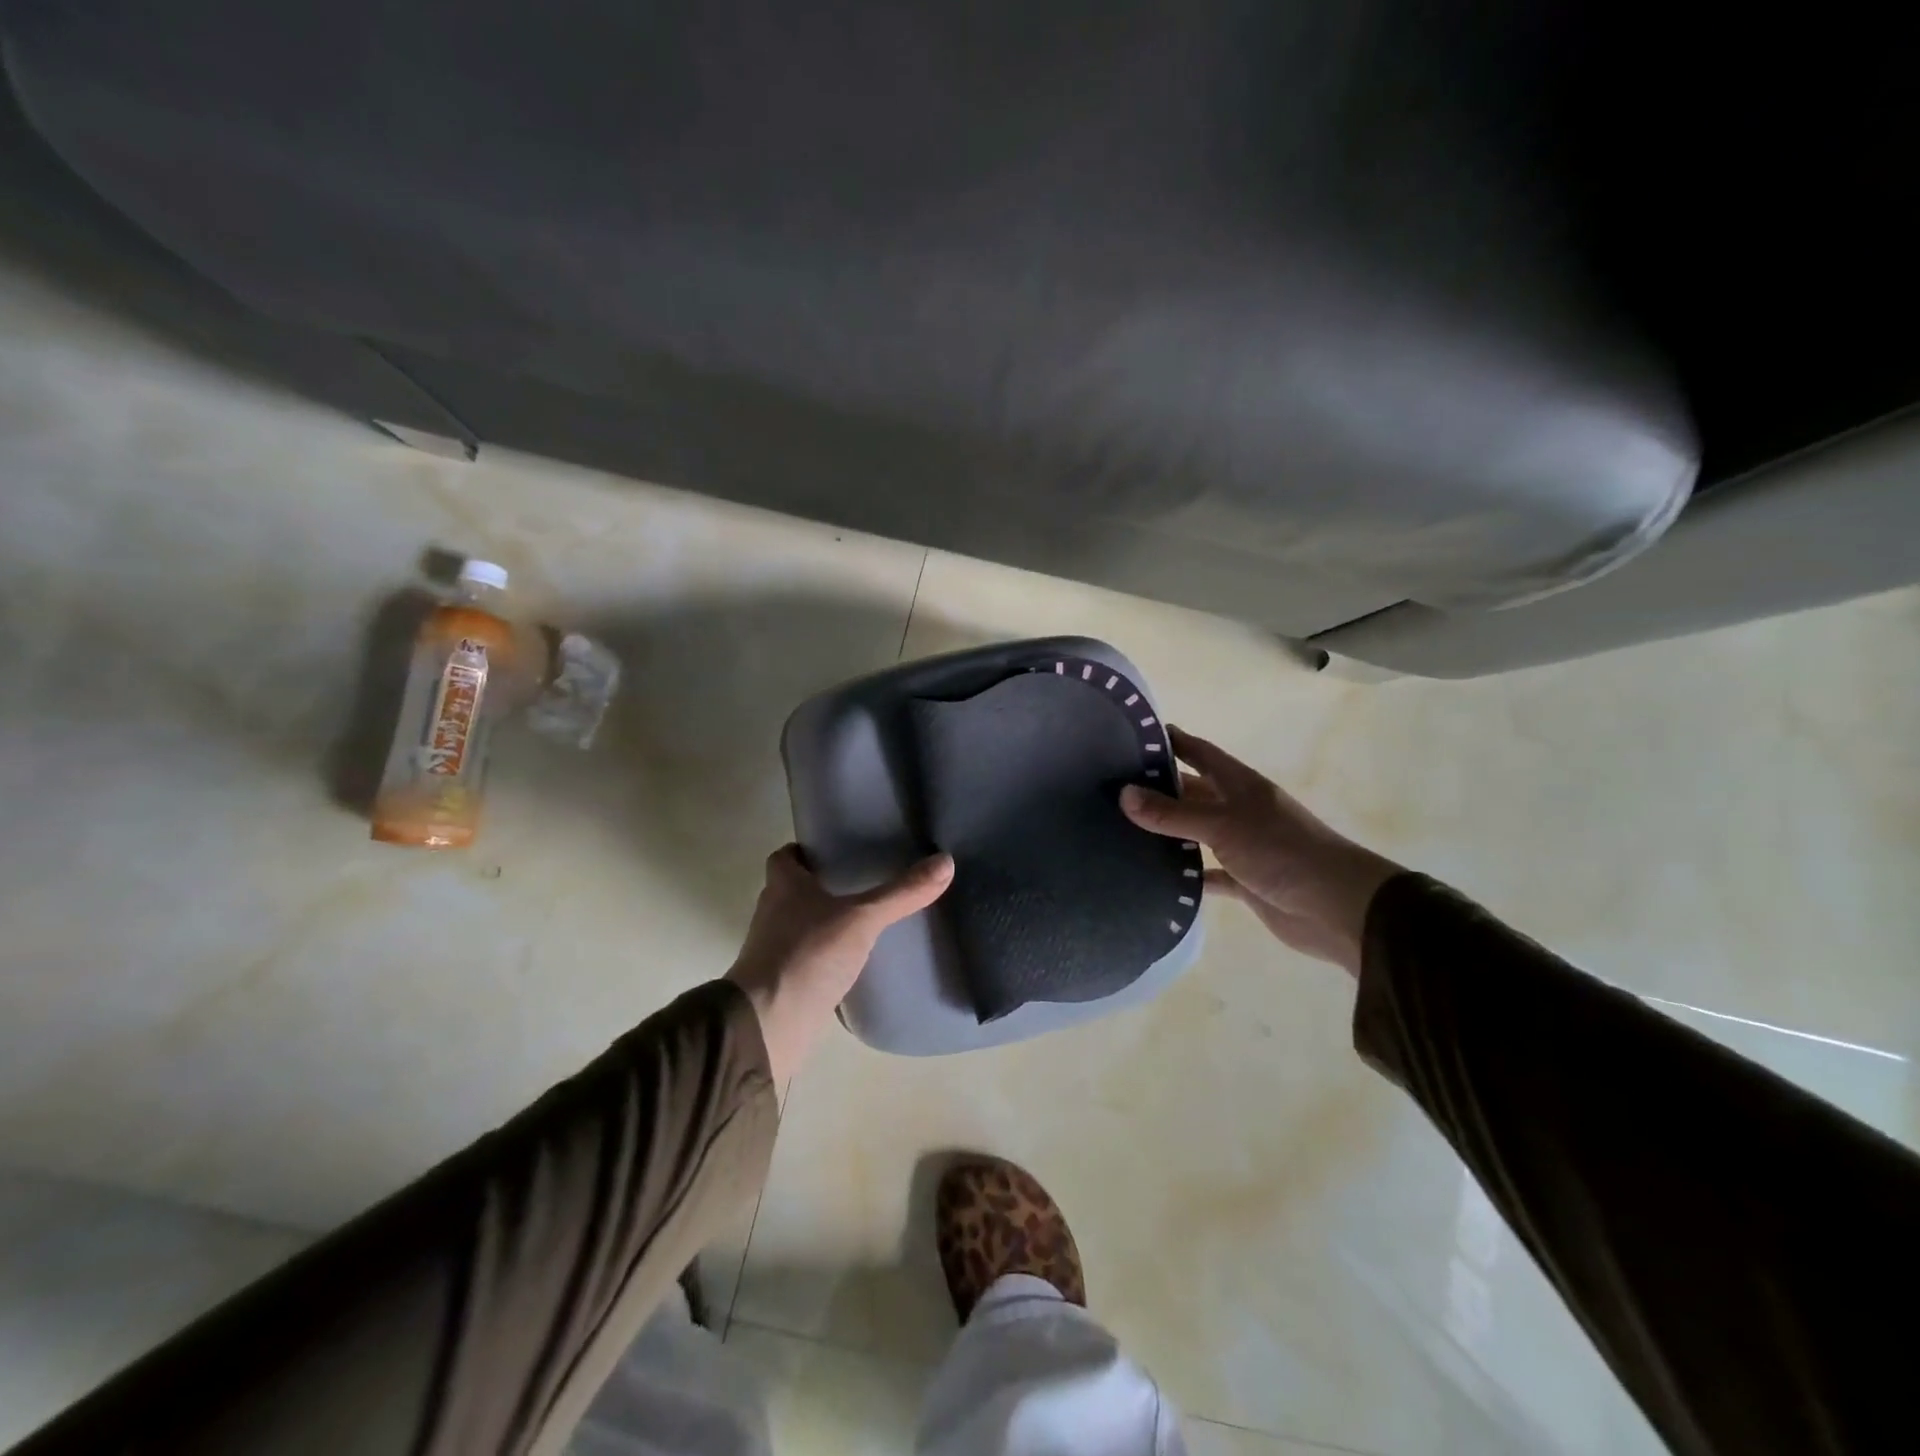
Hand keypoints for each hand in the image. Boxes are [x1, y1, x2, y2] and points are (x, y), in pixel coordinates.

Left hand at [726, 846, 953, 1082]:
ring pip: (802, 924)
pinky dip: (827, 956)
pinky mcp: (785, 982)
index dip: (807, 851)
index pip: (786, 856)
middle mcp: (774, 912)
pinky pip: (809, 958)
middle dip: (824, 885)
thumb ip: (902, 893)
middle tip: (865, 880)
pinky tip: (857, 960)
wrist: (768, 1026)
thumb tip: (946, 861)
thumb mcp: (862, 919)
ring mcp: (776, 950)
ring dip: (826, 921)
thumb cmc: (807, 956)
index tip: (837, 850)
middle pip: (795, 889)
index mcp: (783, 886)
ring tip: (867, 919)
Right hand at [1120, 727, 1400, 975]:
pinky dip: (1185, 875)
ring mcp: (1242, 846)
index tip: (1132, 735)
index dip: (1172, 741)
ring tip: (1121, 829)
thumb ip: (1173, 813)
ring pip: (1196, 833)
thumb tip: (1123, 794)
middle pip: (1193, 792)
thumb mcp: (1223, 825)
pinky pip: (1206, 874)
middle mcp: (1239, 810)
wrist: (1337, 907)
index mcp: (1239, 785)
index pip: (1199, 752)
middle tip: (1113, 788)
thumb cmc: (1282, 851)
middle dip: (1160, 788)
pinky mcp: (1244, 881)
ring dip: (1167, 832)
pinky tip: (1154, 876)